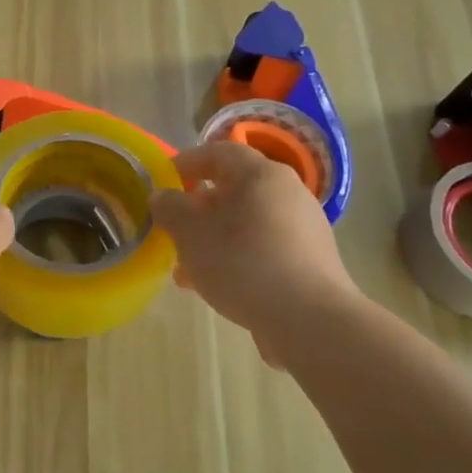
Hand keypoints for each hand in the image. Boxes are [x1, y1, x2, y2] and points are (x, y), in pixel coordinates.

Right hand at [151, 139, 361, 367]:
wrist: (309, 319)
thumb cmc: (243, 263)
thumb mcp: (191, 233)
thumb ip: (170, 209)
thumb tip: (162, 196)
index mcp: (262, 175)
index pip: (220, 152)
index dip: (187, 162)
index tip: (163, 179)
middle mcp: (288, 193)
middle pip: (234, 190)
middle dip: (198, 209)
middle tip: (172, 228)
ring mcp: (303, 228)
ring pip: (246, 223)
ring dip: (213, 238)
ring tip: (186, 268)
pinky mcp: (309, 262)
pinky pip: (263, 248)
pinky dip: (236, 257)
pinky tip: (215, 286)